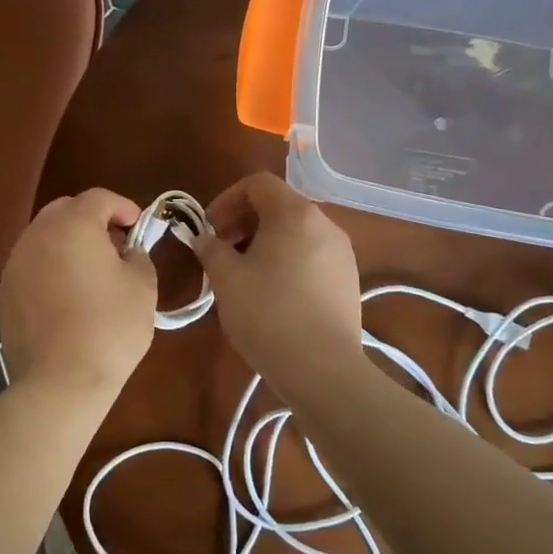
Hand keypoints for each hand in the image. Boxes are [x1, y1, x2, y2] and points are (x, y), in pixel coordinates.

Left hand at [0, 189, 157, 399]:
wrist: (61, 381)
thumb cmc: (110, 327)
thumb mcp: (143, 286)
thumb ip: (138, 255)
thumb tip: (127, 251)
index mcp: (73, 224)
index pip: (99, 197)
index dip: (123, 206)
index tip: (138, 226)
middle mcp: (38, 234)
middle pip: (65, 210)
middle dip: (91, 219)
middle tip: (114, 244)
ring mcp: (16, 263)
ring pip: (44, 236)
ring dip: (68, 242)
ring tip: (90, 271)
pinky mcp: (5, 292)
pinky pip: (31, 264)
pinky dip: (50, 267)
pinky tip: (66, 295)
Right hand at [191, 173, 363, 383]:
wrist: (323, 369)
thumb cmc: (268, 314)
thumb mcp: (226, 279)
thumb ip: (211, 249)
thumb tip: (204, 239)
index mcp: (295, 213)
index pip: (258, 184)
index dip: (227, 199)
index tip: (209, 227)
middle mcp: (324, 224)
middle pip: (278, 206)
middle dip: (244, 221)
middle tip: (220, 250)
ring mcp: (341, 253)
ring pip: (295, 232)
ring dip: (264, 242)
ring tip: (242, 274)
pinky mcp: (348, 280)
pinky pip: (310, 255)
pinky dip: (286, 260)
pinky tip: (271, 293)